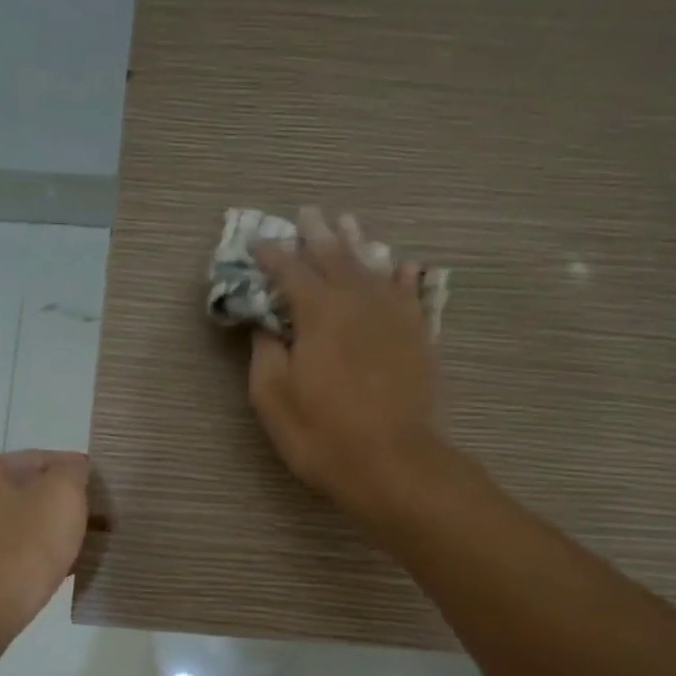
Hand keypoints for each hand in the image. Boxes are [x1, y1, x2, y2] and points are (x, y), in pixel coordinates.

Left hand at [0, 450, 89, 645]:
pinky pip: (7, 555)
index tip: (108, 498)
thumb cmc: (17, 553)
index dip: (80, 474)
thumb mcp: (60, 498)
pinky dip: (31, 560)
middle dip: (64, 508)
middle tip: (101, 527)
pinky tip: (53, 576)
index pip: (44, 459)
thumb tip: (73, 470)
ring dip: (49, 536)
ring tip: (83, 554)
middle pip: (29, 493)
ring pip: (19, 526)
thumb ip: (73, 473)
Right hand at [249, 207, 447, 519]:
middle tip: (307, 213)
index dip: (272, 255)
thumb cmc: (322, 434)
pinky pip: (411, 294)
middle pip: (335, 258)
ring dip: (357, 244)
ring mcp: (393, 316)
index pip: (289, 271)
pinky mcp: (418, 336)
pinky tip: (403, 265)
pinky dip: (404, 277)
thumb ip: (266, 352)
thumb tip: (266, 324)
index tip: (256, 242)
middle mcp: (358, 302)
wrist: (393, 462)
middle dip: (316, 235)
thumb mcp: (273, 398)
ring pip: (373, 267)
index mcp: (318, 313)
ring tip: (347, 223)